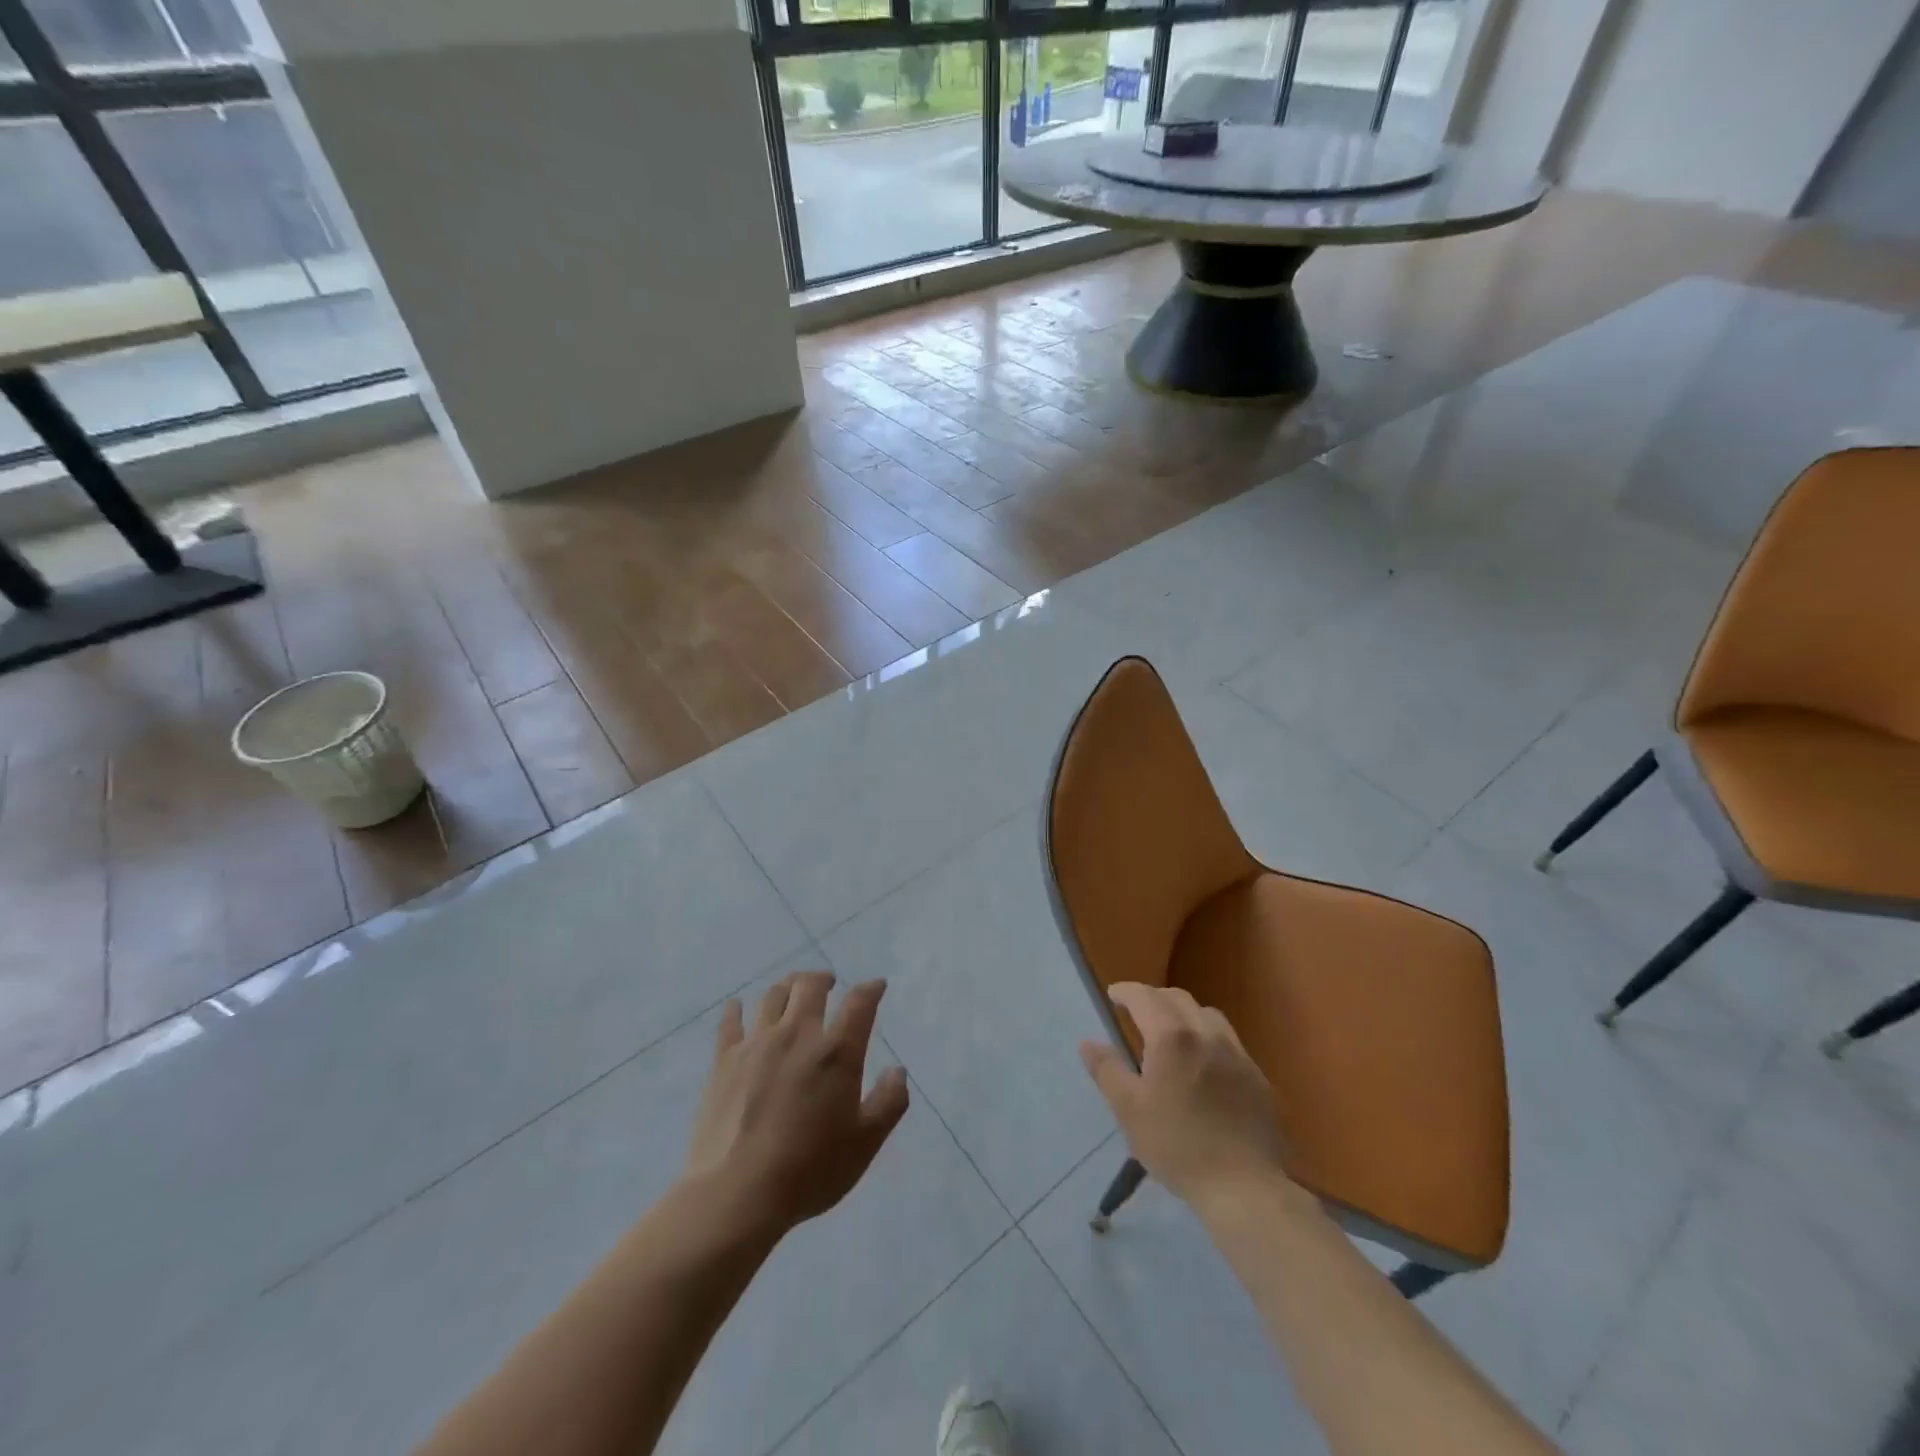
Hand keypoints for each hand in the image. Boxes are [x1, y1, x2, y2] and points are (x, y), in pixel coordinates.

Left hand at [683, 971, 909, 1237]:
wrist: (737, 1194)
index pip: (859, 1002)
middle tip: (829, 983)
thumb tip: (898, 1071)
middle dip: (823, 978)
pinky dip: (736, 1010)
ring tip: (791, 991)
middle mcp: (797, 1035)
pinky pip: (730, 1023)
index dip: (871, 989)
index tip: (877, 986)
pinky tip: (737, 1007)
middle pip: (809, 985)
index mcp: (836, 1052)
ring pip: (772, 996)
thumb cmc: (809, 1170)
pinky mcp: (724, 1061)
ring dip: (787, 987)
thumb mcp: (865, 1143)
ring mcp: (757, 1044)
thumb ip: (889, 1102)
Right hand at [1080, 982, 1290, 1214]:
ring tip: (1171, 1035)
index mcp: (1171, 1037)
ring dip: (1183, 1014)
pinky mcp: (1256, 1075)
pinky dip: (1208, 1037)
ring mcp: (1236, 1053)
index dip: (1126, 991)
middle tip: (1136, 1014)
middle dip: (1153, 998)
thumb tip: (1088, 1042)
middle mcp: (1206, 1033)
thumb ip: (1107, 1070)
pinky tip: (1204, 1064)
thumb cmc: (1177, 1146)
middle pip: (1177, 998)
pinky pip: (1228, 1040)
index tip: (1113, 996)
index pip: (1144, 996)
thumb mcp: (1129, 1111)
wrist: (1244, 1187)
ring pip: (1206, 1014)